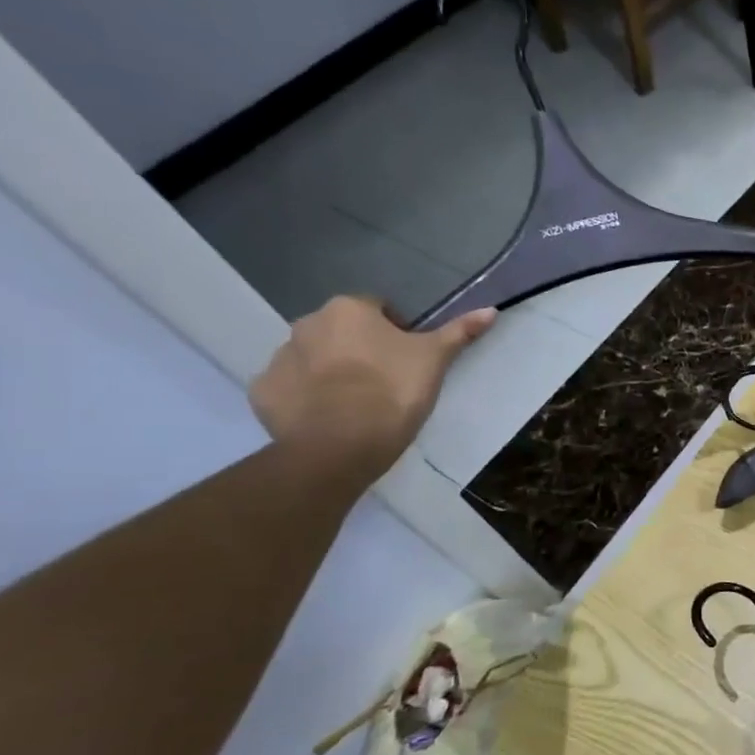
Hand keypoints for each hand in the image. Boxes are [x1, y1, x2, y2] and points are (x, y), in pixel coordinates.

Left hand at [248, 297, 496, 481]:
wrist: (340, 445)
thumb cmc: (393, 391)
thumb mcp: (435, 360)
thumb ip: (459, 332)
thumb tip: (491, 310)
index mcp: (348, 310)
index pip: (378, 309)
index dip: (398, 332)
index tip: (410, 359)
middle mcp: (306, 324)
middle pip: (342, 331)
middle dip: (360, 349)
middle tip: (386, 380)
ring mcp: (278, 358)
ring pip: (313, 357)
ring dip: (332, 371)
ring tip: (358, 403)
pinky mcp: (262, 392)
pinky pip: (290, 387)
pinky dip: (306, 397)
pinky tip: (329, 417)